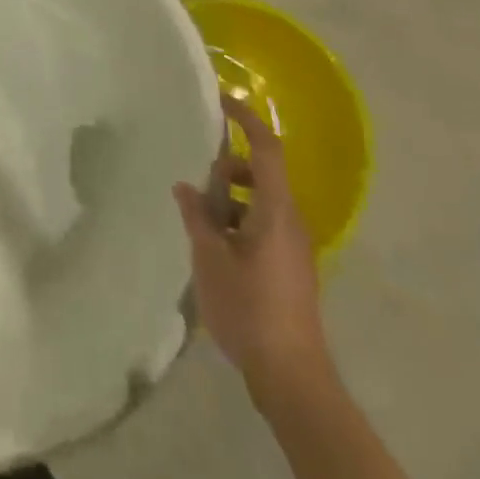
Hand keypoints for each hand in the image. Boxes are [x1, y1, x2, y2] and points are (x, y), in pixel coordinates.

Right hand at [173, 95, 330, 406]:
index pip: (267, 148)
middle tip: (198, 188)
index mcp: (276, 210)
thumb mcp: (209, 257)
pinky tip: (214, 247)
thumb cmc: (249, 308)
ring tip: (200, 222)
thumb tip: (186, 187)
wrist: (292, 378)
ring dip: (230, 199)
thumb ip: (197, 216)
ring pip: (260, 201)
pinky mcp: (290, 267)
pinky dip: (238, 221)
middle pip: (261, 173)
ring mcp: (293, 246)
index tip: (222, 100)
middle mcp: (291, 221)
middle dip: (228, 169)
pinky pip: (263, 224)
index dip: (246, 119)